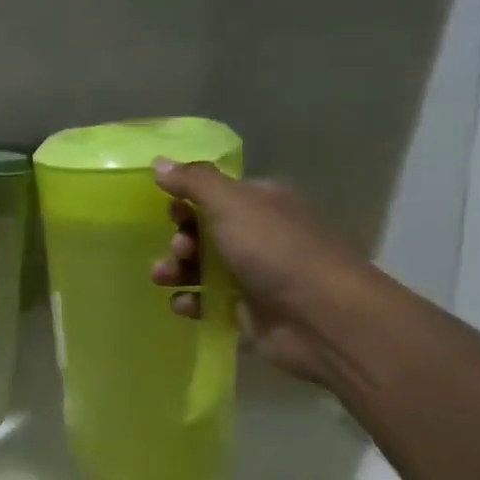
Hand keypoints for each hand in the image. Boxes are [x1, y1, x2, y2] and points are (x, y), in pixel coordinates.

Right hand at [149, 162, 375, 382]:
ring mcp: (253, 274)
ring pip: (201, 266)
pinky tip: (182, 304)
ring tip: (164, 278)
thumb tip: (158, 162)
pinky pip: (208, 301)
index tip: (171, 211)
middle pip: (204, 231)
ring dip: (177, 269)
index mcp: (261, 202)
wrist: (321, 317)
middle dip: (181, 238)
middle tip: (180, 249)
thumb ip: (193, 181)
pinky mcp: (247, 310)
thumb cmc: (276, 250)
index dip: (188, 200)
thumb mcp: (232, 203)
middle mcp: (259, 234)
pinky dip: (191, 301)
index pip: (215, 193)